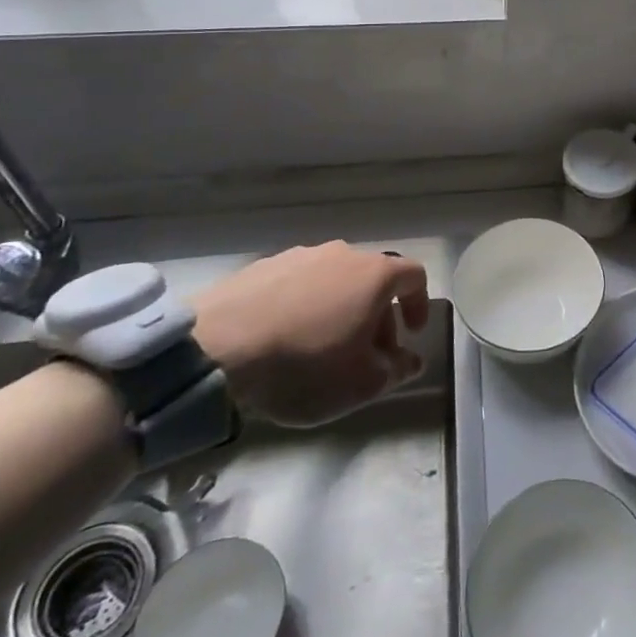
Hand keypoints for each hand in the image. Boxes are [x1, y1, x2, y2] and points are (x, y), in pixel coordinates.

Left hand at [190, 243, 430, 426]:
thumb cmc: (304, 364)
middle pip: (373, 279)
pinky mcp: (261, 266)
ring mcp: (299, 255)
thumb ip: (397, 371)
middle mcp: (342, 253)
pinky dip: (304, 306)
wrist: (215, 348)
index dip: (420, 304)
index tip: (412, 335)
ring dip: (340, 309)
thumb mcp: (362, 383)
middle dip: (378, 315)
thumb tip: (411, 360)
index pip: (415, 276)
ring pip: (334, 280)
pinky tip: (284, 338)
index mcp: (375, 274)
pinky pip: (297, 284)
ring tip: (321, 347)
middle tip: (366, 353)